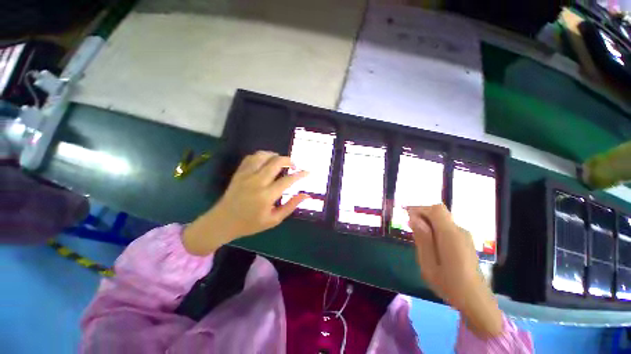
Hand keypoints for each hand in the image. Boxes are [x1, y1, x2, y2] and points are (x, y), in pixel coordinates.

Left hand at [183, 151, 308, 255]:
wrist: (223, 222)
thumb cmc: (250, 224)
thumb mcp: (274, 220)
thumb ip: (291, 206)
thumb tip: (306, 195)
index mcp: (266, 196)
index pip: (288, 180)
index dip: (300, 174)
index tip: (308, 172)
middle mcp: (257, 182)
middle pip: (276, 162)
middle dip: (289, 160)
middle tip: (294, 165)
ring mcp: (246, 175)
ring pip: (263, 156)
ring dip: (275, 155)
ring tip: (280, 161)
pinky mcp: (239, 173)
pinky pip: (251, 157)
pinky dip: (261, 156)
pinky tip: (266, 161)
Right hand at [407, 205, 502, 338]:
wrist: (476, 301)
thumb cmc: (449, 284)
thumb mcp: (428, 263)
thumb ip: (422, 239)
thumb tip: (414, 218)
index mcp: (450, 235)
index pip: (436, 209)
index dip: (420, 209)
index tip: (407, 217)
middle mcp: (459, 231)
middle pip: (438, 213)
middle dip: (422, 216)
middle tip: (410, 230)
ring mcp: (464, 236)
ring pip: (442, 220)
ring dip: (428, 224)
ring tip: (419, 240)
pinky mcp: (465, 242)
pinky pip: (446, 228)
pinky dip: (435, 230)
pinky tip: (431, 246)